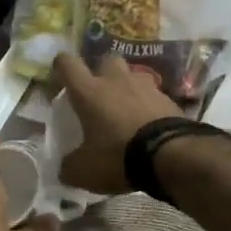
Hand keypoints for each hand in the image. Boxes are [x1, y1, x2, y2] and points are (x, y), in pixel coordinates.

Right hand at [52, 53, 182, 193]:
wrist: (171, 155)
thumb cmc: (118, 156)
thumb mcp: (85, 171)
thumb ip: (70, 166)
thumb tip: (66, 167)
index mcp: (89, 91)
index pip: (67, 63)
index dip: (61, 66)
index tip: (60, 77)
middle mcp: (116, 80)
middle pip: (106, 60)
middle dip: (101, 72)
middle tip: (99, 94)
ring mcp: (146, 86)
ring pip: (132, 75)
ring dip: (127, 87)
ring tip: (126, 109)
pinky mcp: (168, 98)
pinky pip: (153, 95)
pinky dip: (148, 105)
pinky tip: (148, 123)